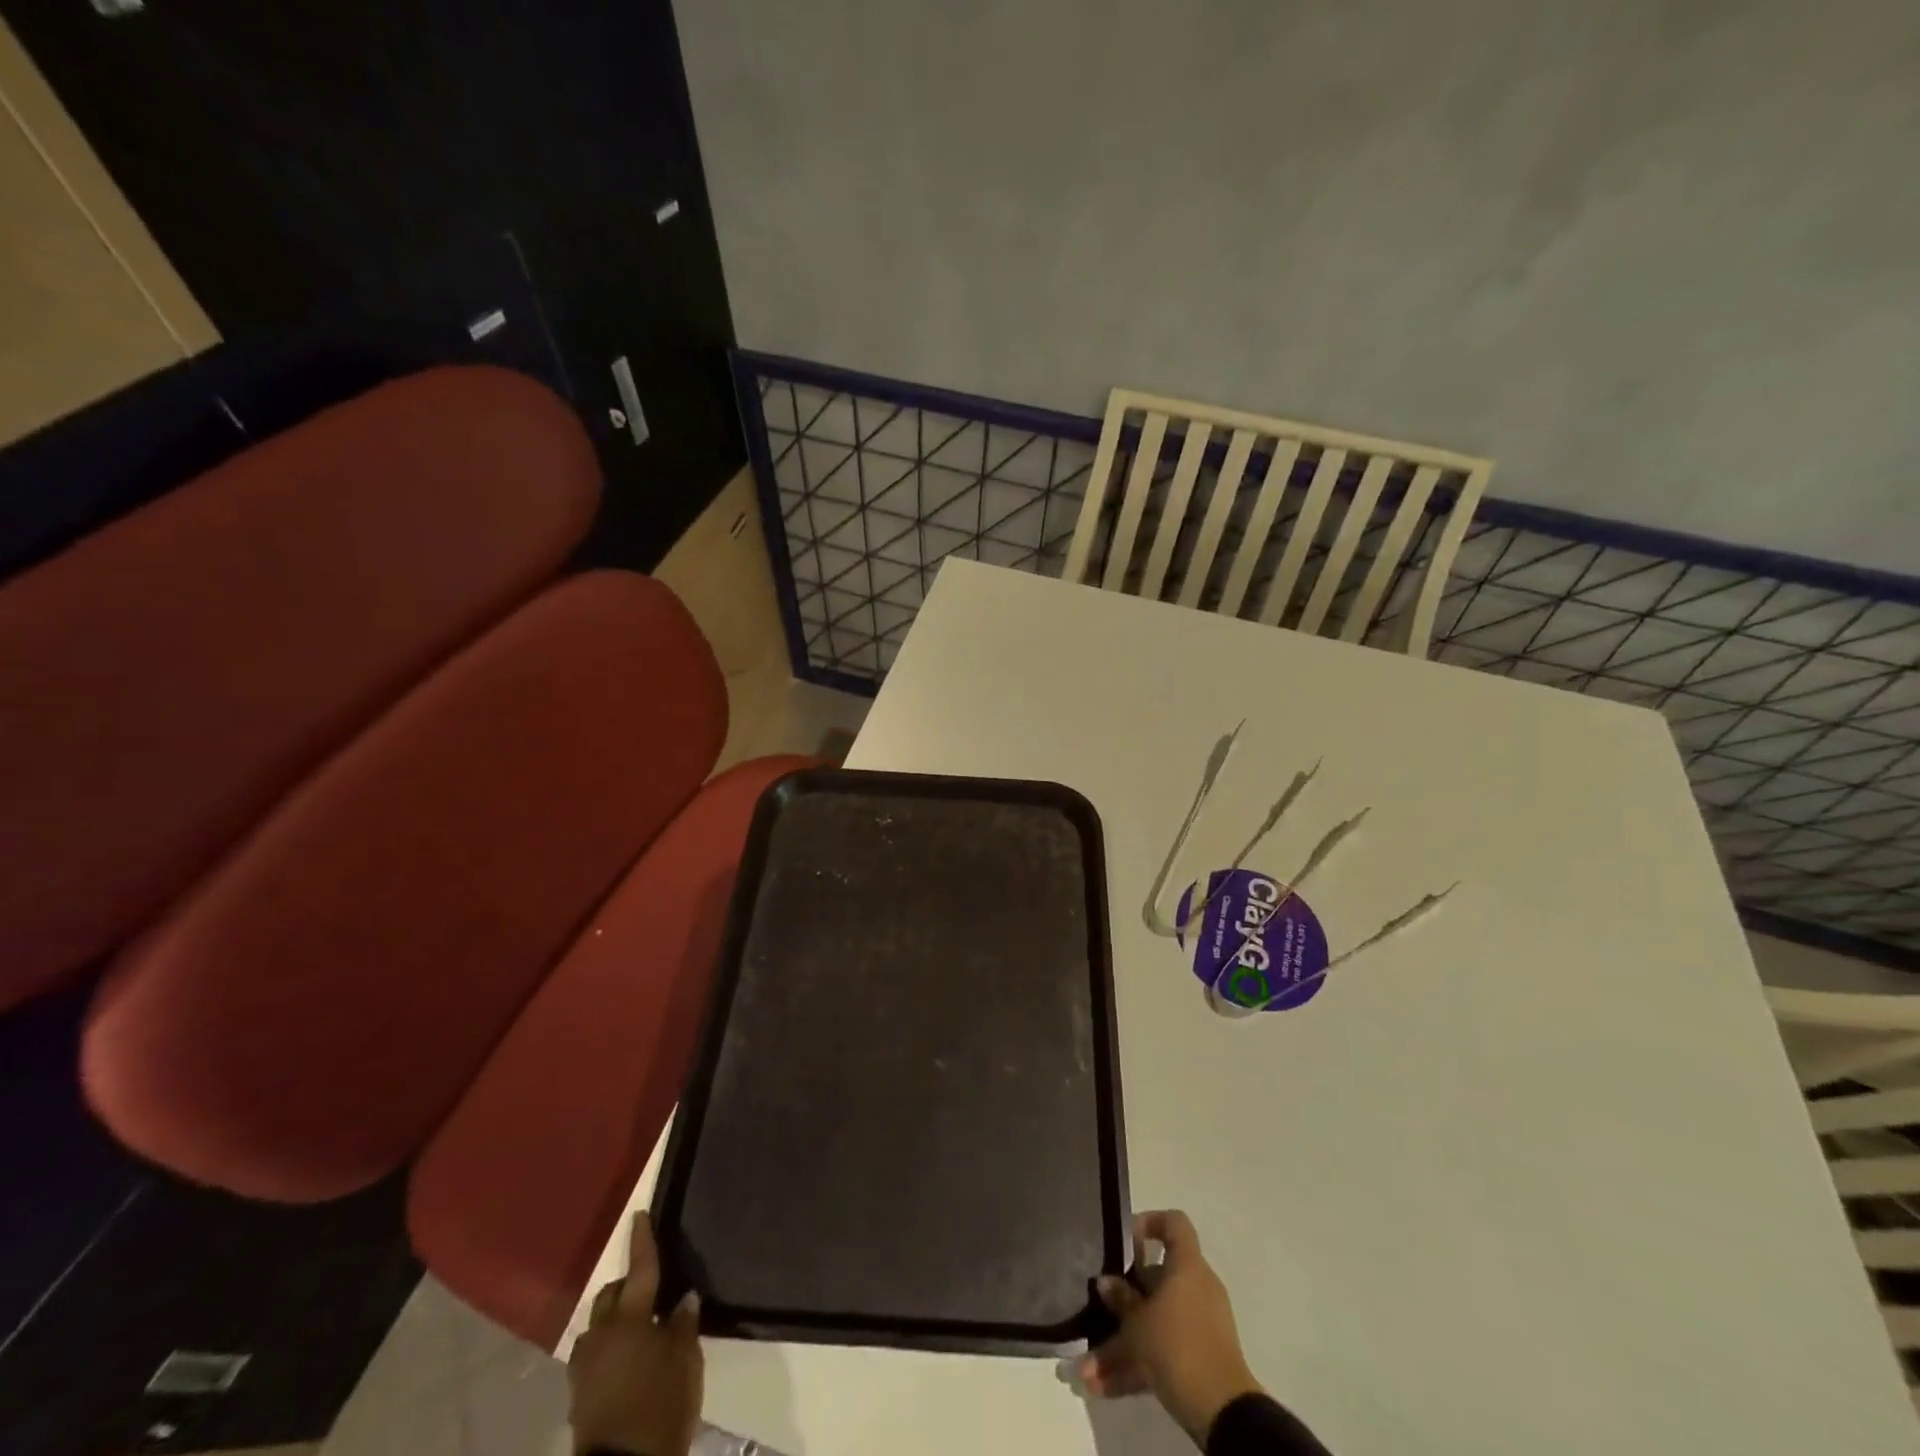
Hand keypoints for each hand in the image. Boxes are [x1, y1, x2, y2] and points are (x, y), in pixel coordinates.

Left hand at [568, 1214, 703, 1455]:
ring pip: (597, 1326)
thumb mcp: (686, 1362)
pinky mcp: (578, 1394)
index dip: (641, 1241)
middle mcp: (601, 1336)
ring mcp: (585, 1367)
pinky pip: (593, 1354)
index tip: (639, 1214)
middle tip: (650, 1290)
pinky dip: (608, 1346)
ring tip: (637, 1329)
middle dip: (626, 1286)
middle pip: (610, 1296)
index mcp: (630, 1320)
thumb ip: (683, 1325)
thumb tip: (683, 1299)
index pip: (639, 1270)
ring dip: (614, 1319)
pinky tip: (625, 1359)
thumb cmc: (661, 1407)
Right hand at [1078, 1210, 1264, 1443]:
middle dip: (1125, 1299)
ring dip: (1123, 1343)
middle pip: (1158, 1278)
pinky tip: (1103, 1387)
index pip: (1174, 1224)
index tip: (1126, 1242)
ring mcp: (1201, 1325)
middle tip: (1099, 1309)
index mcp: (1187, 1266)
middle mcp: (1197, 1288)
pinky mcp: (1200, 1359)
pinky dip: (1137, 1365)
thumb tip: (1106, 1282)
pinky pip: (1163, 1351)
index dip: (1150, 1223)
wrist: (1223, 1414)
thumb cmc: (1178, 1347)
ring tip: (1088, 1368)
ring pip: (1156, 1321)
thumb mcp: (1139, 1323)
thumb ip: (1121, 1300)